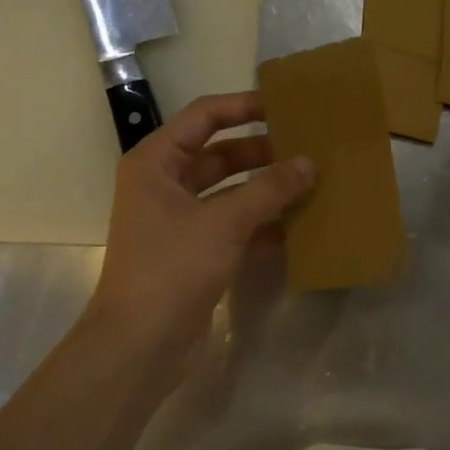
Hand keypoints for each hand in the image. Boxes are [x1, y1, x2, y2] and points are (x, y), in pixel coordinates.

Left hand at [85, 92, 313, 365]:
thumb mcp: (224, 222)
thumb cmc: (172, 268)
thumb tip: (309, 163)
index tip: (284, 106)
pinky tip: (297, 225)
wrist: (140, 344)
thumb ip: (268, 189)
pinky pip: (233, 224)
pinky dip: (261, 222)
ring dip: (265, 188)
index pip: (203, 116)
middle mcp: (164, 185)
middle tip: (307, 148)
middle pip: (218, 153)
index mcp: (156, 163)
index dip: (243, 107)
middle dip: (261, 151)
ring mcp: (179, 220)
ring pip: (229, 191)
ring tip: (310, 182)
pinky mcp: (194, 251)